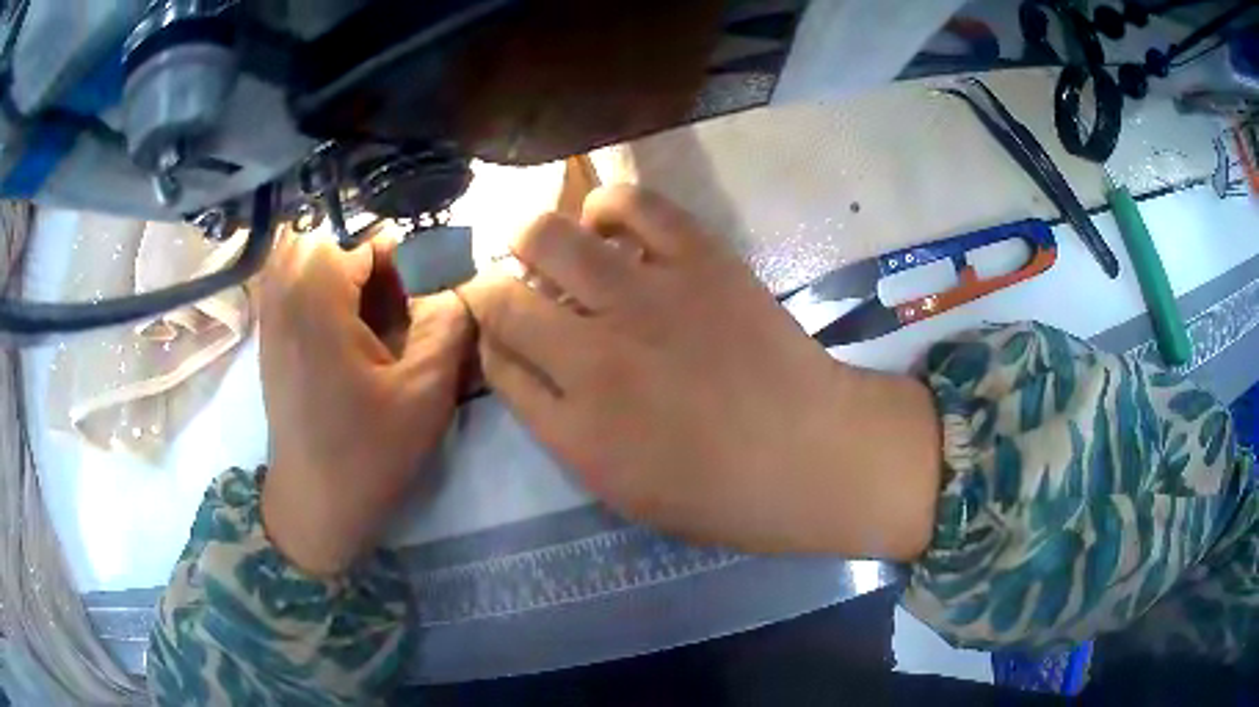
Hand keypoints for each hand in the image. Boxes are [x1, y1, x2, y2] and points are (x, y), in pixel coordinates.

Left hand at [259, 232, 472, 574]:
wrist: (314, 506)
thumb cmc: (368, 454)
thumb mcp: (425, 392)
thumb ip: (450, 322)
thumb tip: (461, 280)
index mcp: (317, 298)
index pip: (365, 235)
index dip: (406, 255)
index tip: (429, 290)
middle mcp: (284, 293)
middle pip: (328, 232)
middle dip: (369, 253)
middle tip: (398, 294)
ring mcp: (270, 313)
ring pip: (304, 251)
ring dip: (343, 265)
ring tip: (373, 302)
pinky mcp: (269, 335)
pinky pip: (289, 279)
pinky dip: (321, 282)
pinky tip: (346, 319)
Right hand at [460, 187, 940, 558]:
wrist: (810, 454)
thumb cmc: (719, 492)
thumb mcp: (621, 486)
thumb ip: (559, 425)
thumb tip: (522, 360)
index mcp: (574, 426)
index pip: (494, 360)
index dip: (486, 337)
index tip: (497, 329)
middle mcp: (593, 355)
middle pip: (501, 294)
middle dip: (489, 285)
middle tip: (513, 284)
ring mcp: (647, 298)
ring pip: (548, 236)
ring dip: (533, 238)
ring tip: (554, 248)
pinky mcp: (699, 259)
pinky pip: (632, 205)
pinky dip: (607, 207)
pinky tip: (610, 224)